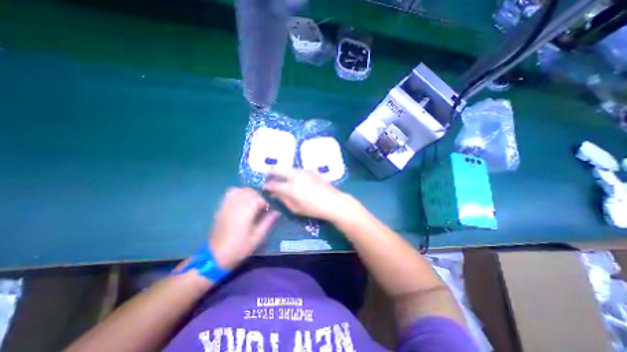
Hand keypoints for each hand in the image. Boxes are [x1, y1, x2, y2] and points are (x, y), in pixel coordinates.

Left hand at [210, 187, 277, 269]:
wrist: (215, 256)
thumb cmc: (239, 248)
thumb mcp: (257, 237)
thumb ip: (268, 222)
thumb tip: (277, 211)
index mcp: (245, 212)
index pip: (259, 198)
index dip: (266, 202)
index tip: (269, 210)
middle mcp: (235, 205)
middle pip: (249, 191)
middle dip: (258, 196)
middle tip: (262, 207)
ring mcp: (226, 205)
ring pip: (240, 190)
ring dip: (248, 193)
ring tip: (252, 203)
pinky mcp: (221, 207)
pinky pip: (229, 193)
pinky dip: (238, 193)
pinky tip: (241, 202)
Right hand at [261, 169, 357, 224]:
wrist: (333, 202)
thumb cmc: (314, 209)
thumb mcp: (296, 209)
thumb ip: (283, 200)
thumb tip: (275, 194)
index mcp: (290, 187)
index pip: (273, 184)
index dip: (267, 186)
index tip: (265, 187)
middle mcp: (295, 176)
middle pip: (278, 168)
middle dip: (271, 171)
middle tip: (269, 176)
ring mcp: (304, 171)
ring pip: (288, 168)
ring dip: (283, 171)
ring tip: (282, 178)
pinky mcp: (311, 170)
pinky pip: (299, 170)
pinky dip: (294, 173)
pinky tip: (296, 179)